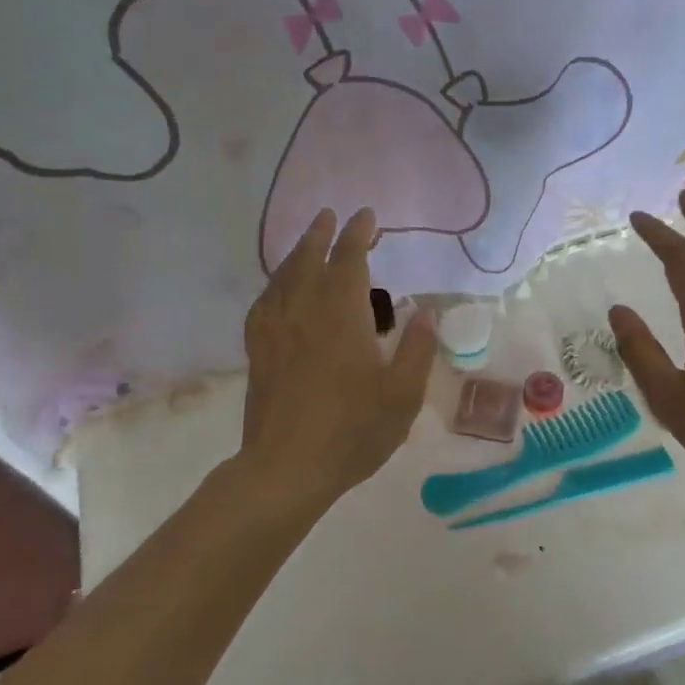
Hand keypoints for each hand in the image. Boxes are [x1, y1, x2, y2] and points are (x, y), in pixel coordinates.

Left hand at [240, 207, 437, 506]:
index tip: (367, 216)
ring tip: (307, 242)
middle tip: (330, 215)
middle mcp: (305, 311)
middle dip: (322, 234)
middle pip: (310, 259)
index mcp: (342, 315)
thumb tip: (426, 313)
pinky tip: (278, 290)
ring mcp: (276, 330)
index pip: (350, 260)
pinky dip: (274, 286)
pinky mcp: (258, 352)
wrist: (287, 469)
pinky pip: (263, 304)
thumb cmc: (353, 431)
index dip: (358, 234)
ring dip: (297, 253)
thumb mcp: (402, 395)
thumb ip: (417, 349)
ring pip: (283, 277)